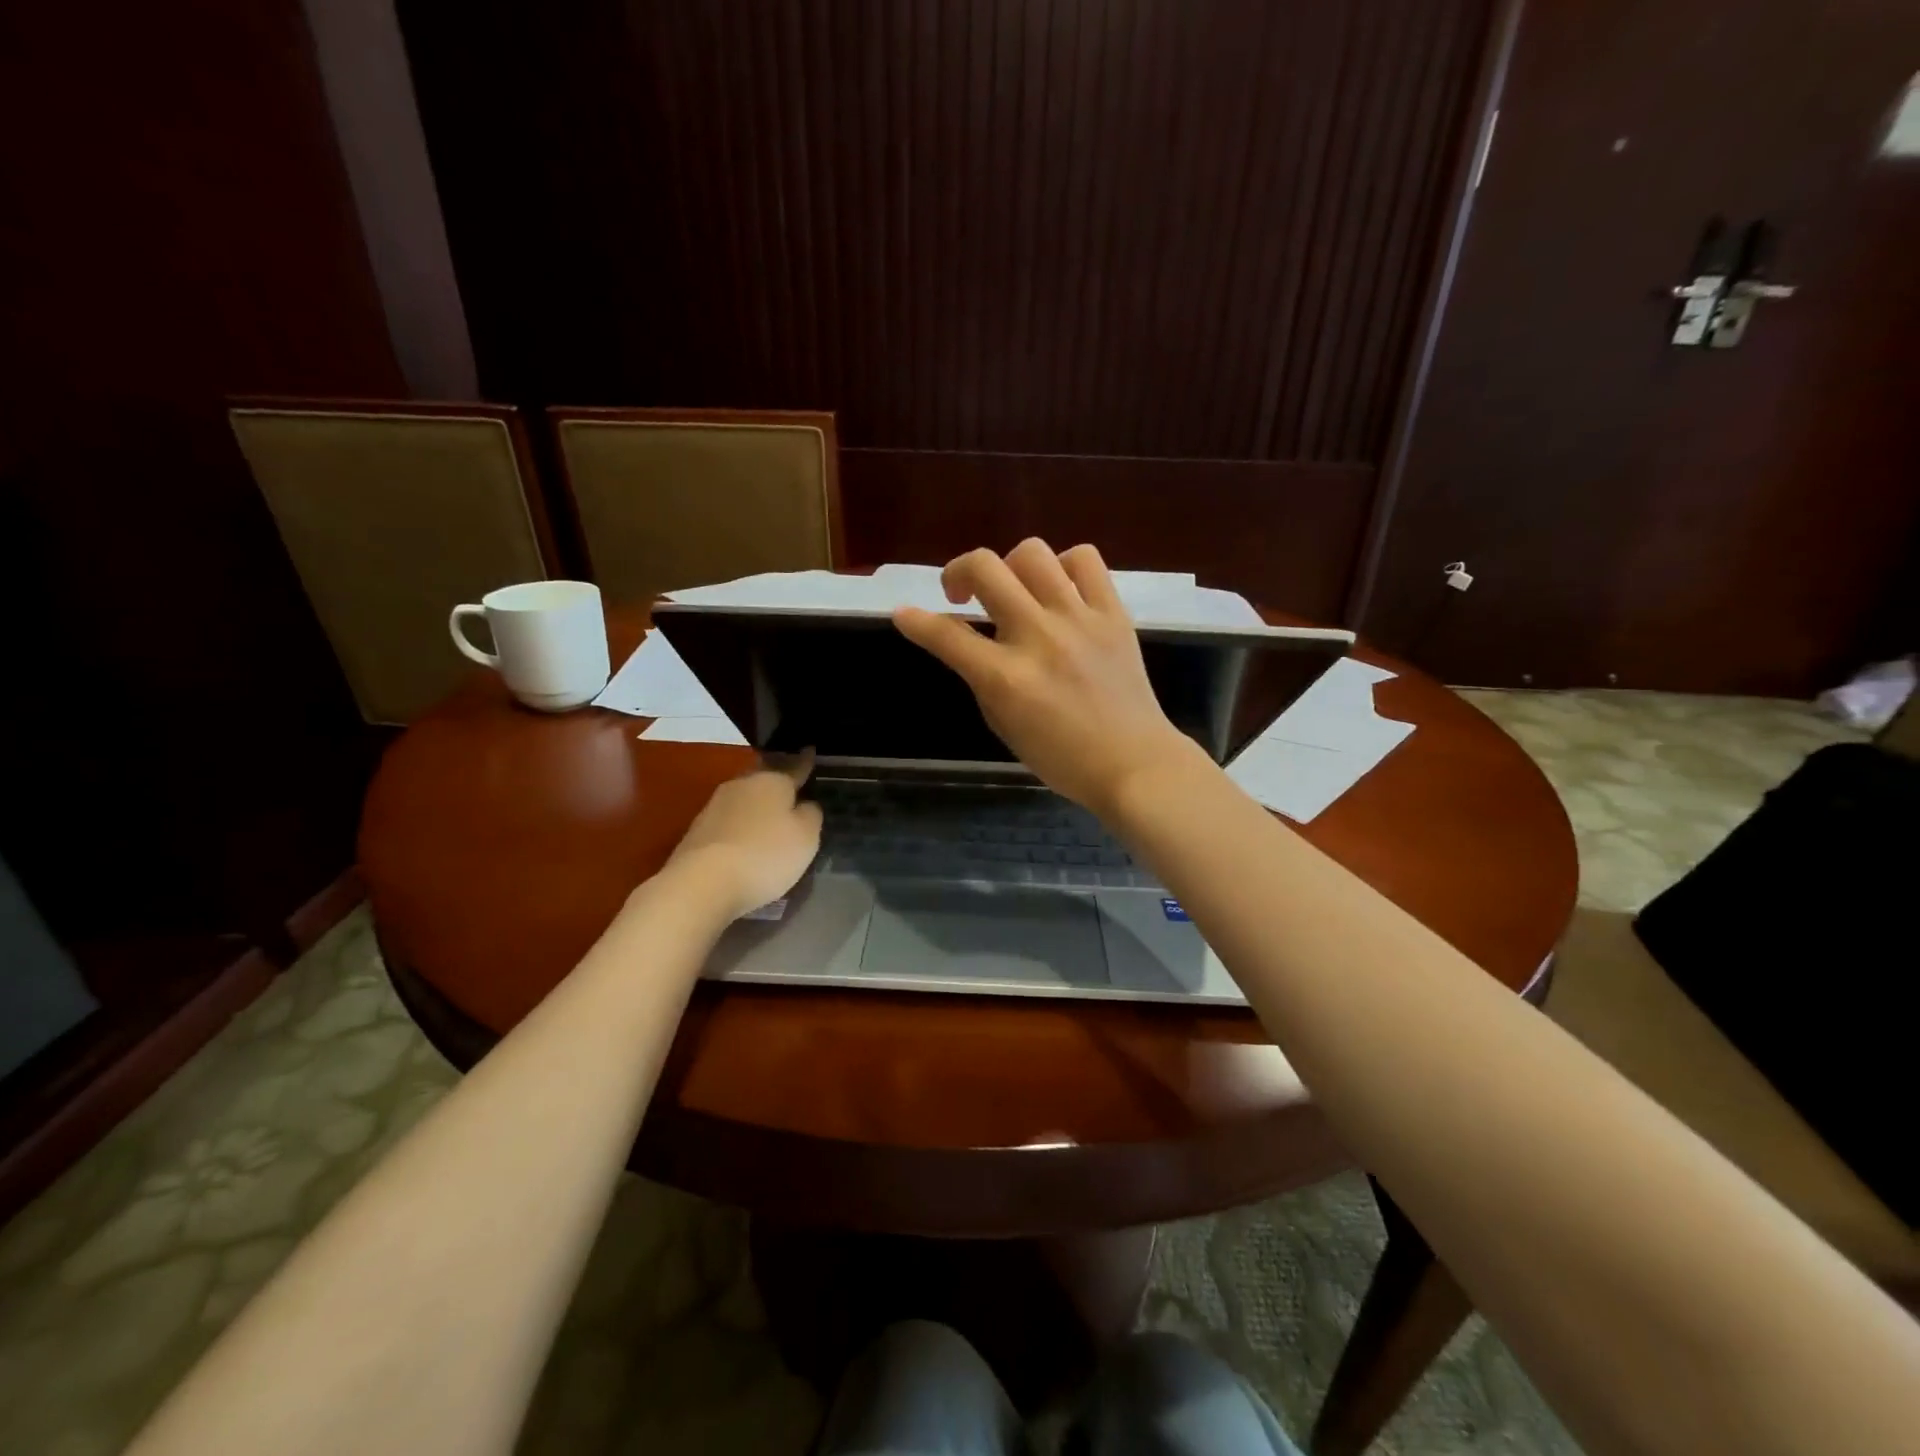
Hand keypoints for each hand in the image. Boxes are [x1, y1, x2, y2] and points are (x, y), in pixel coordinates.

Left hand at [665, 753, 823, 918]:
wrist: (701, 884)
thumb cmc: (765, 855)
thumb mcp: (806, 837)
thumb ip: (811, 815)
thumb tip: (805, 804)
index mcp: (772, 781)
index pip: (795, 767)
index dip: (805, 762)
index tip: (810, 750)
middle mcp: (742, 785)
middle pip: (765, 779)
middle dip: (777, 783)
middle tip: (792, 789)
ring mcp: (715, 807)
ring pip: (745, 799)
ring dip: (757, 807)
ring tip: (770, 819)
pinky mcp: (697, 831)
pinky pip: (729, 823)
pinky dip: (740, 828)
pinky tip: (747, 841)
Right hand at [893, 540, 1199, 815]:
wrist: (1134, 763)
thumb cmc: (1061, 757)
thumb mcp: (1003, 724)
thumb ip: (980, 677)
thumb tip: (964, 642)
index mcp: (1007, 678)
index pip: (946, 635)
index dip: (915, 621)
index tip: (904, 614)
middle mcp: (1039, 637)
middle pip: (985, 569)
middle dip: (958, 572)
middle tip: (962, 595)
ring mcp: (1079, 619)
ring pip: (1032, 553)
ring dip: (1010, 567)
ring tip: (1015, 591)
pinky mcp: (1113, 612)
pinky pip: (1085, 560)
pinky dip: (1063, 567)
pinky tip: (1059, 590)